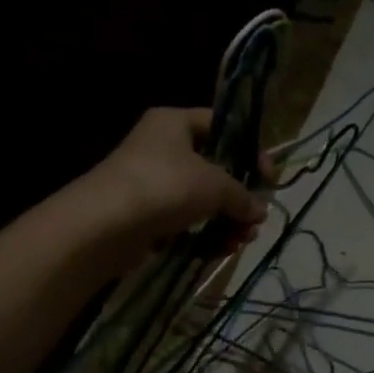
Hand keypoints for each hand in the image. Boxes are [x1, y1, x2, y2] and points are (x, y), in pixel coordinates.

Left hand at [75, 107, 268, 271]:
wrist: (104, 225)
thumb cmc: (164, 186)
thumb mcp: (215, 184)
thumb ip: (243, 195)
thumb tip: (260, 210)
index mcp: (175, 123)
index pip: (222, 126)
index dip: (250, 150)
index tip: (269, 178)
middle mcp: (163, 148)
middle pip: (215, 168)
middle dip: (240, 195)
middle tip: (257, 216)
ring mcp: (153, 183)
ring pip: (203, 199)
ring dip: (228, 220)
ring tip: (244, 239)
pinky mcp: (148, 216)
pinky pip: (187, 221)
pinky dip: (207, 233)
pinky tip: (224, 249)